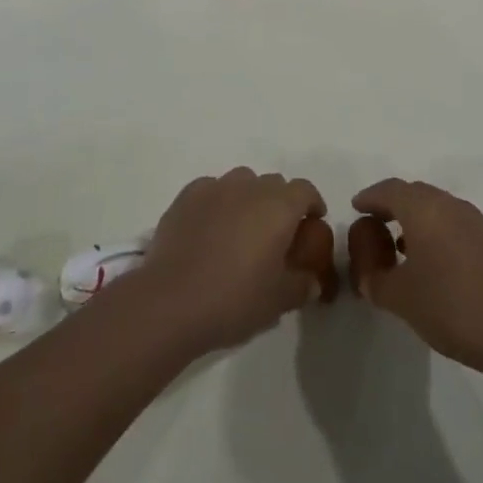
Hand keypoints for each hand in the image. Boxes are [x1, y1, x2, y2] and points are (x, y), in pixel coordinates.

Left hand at [124, 167, 334, 358]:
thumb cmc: (234, 300)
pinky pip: (211, 190)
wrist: (171, 302)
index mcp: (278, 207)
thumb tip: (312, 281)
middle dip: (280, 202)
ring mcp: (215, 188)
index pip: (305, 190)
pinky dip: (218, 202)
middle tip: (276, 233)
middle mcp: (249, 187)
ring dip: (249, 198)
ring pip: (242, 181)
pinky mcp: (186, 196)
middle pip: (274, 183)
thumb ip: (301, 286)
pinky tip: (211, 227)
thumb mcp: (278, 301)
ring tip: (242, 228)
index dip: (312, 204)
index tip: (312, 222)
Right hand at [347, 178, 482, 380]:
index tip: (356, 208)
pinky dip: (434, 230)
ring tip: (398, 246)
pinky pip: (452, 222)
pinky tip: (430, 260)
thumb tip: (366, 273)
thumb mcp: (400, 298)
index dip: (370, 197)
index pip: (390, 190)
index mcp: (424, 209)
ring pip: (435, 207)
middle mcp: (449, 205)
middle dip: (391, 205)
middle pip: (414, 193)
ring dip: (414, 218)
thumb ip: (374, 280)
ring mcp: (474, 220)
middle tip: (373, 225)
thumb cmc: (451, 307)